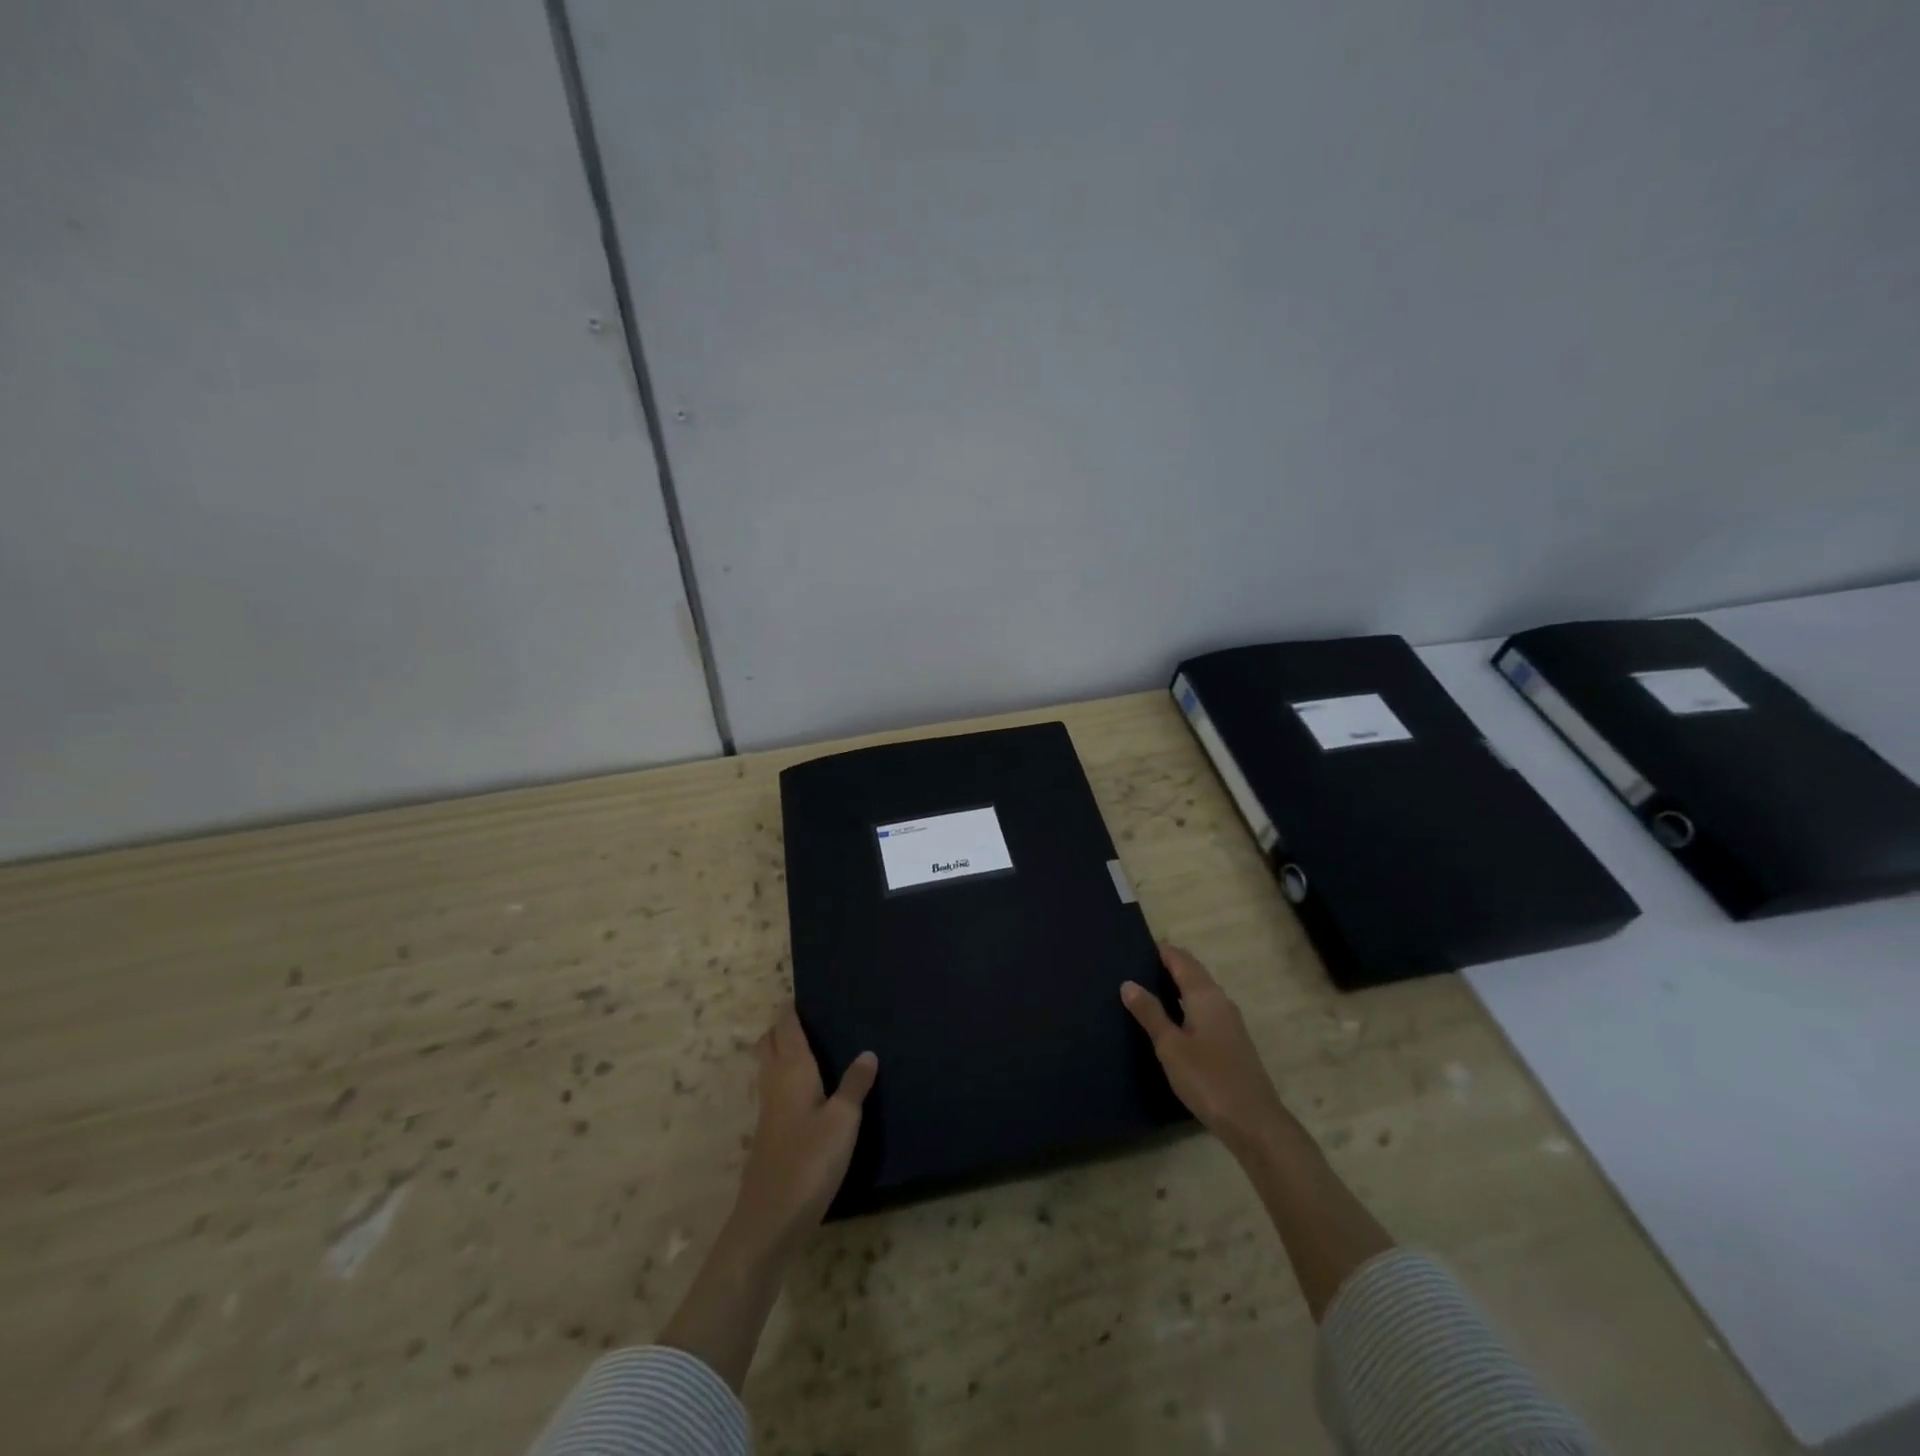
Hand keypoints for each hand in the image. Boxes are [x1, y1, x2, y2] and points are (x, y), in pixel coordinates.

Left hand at [726, 1006, 877, 1257]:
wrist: (770, 1220)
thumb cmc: (810, 1161)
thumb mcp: (844, 1120)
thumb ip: (855, 1084)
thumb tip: (868, 1052)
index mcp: (792, 1070)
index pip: (786, 1027)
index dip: (792, 1009)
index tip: (807, 994)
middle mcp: (774, 1083)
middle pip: (769, 1043)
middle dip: (782, 1027)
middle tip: (809, 1018)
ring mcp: (767, 1111)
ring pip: (768, 1067)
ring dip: (781, 1051)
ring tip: (811, 1046)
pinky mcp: (768, 1135)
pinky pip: (774, 1090)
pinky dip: (785, 1078)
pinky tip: (807, 1091)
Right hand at [1121, 944, 1291, 1154]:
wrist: (1254, 1122)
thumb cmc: (1208, 1078)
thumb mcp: (1170, 1046)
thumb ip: (1150, 1013)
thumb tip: (1128, 983)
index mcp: (1205, 995)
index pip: (1181, 960)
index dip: (1162, 950)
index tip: (1138, 945)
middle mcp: (1220, 1001)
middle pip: (1193, 973)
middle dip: (1169, 965)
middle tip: (1137, 965)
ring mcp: (1230, 1022)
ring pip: (1200, 992)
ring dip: (1178, 986)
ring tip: (1149, 990)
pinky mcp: (1232, 1042)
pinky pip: (1205, 1010)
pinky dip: (1186, 1005)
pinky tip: (1173, 1020)